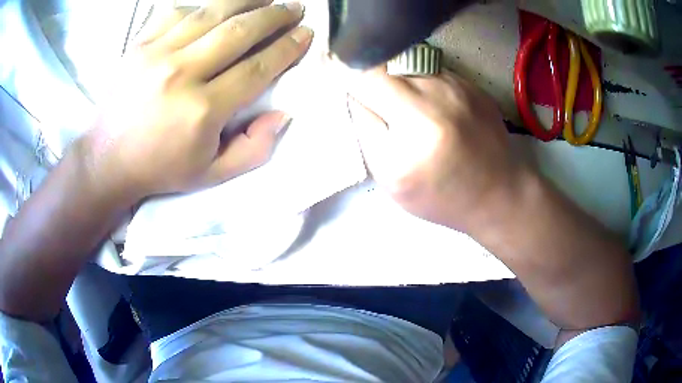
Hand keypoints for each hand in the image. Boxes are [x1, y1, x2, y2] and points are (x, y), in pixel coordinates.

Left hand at [79, 0, 312, 204]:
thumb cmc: (160, 168)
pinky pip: (177, 13)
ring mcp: (156, 54)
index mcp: (202, 110)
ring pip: (211, 13)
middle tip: (295, 7)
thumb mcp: (211, 175)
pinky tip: (216, 9)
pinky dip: (202, 7)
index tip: (305, 34)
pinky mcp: (139, 45)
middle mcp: (181, 74)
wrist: (107, 160)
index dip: (286, 48)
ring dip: (246, 0)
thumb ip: (253, 150)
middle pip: (239, 31)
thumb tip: (282, 114)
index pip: (257, 68)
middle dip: (274, 16)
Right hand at [346, 68, 530, 230]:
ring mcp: (459, 84)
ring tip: (406, 106)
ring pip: (409, 62)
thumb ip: (366, 129)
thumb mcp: (390, 176)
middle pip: (386, 61)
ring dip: (397, 78)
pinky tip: (430, 107)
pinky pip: (431, 70)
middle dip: (370, 75)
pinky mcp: (472, 83)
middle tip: (372, 96)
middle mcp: (440, 93)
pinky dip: (420, 82)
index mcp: (416, 122)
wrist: (497, 194)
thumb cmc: (440, 196)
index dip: (345, 71)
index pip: (365, 75)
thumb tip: (352, 92)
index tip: (335, 74)